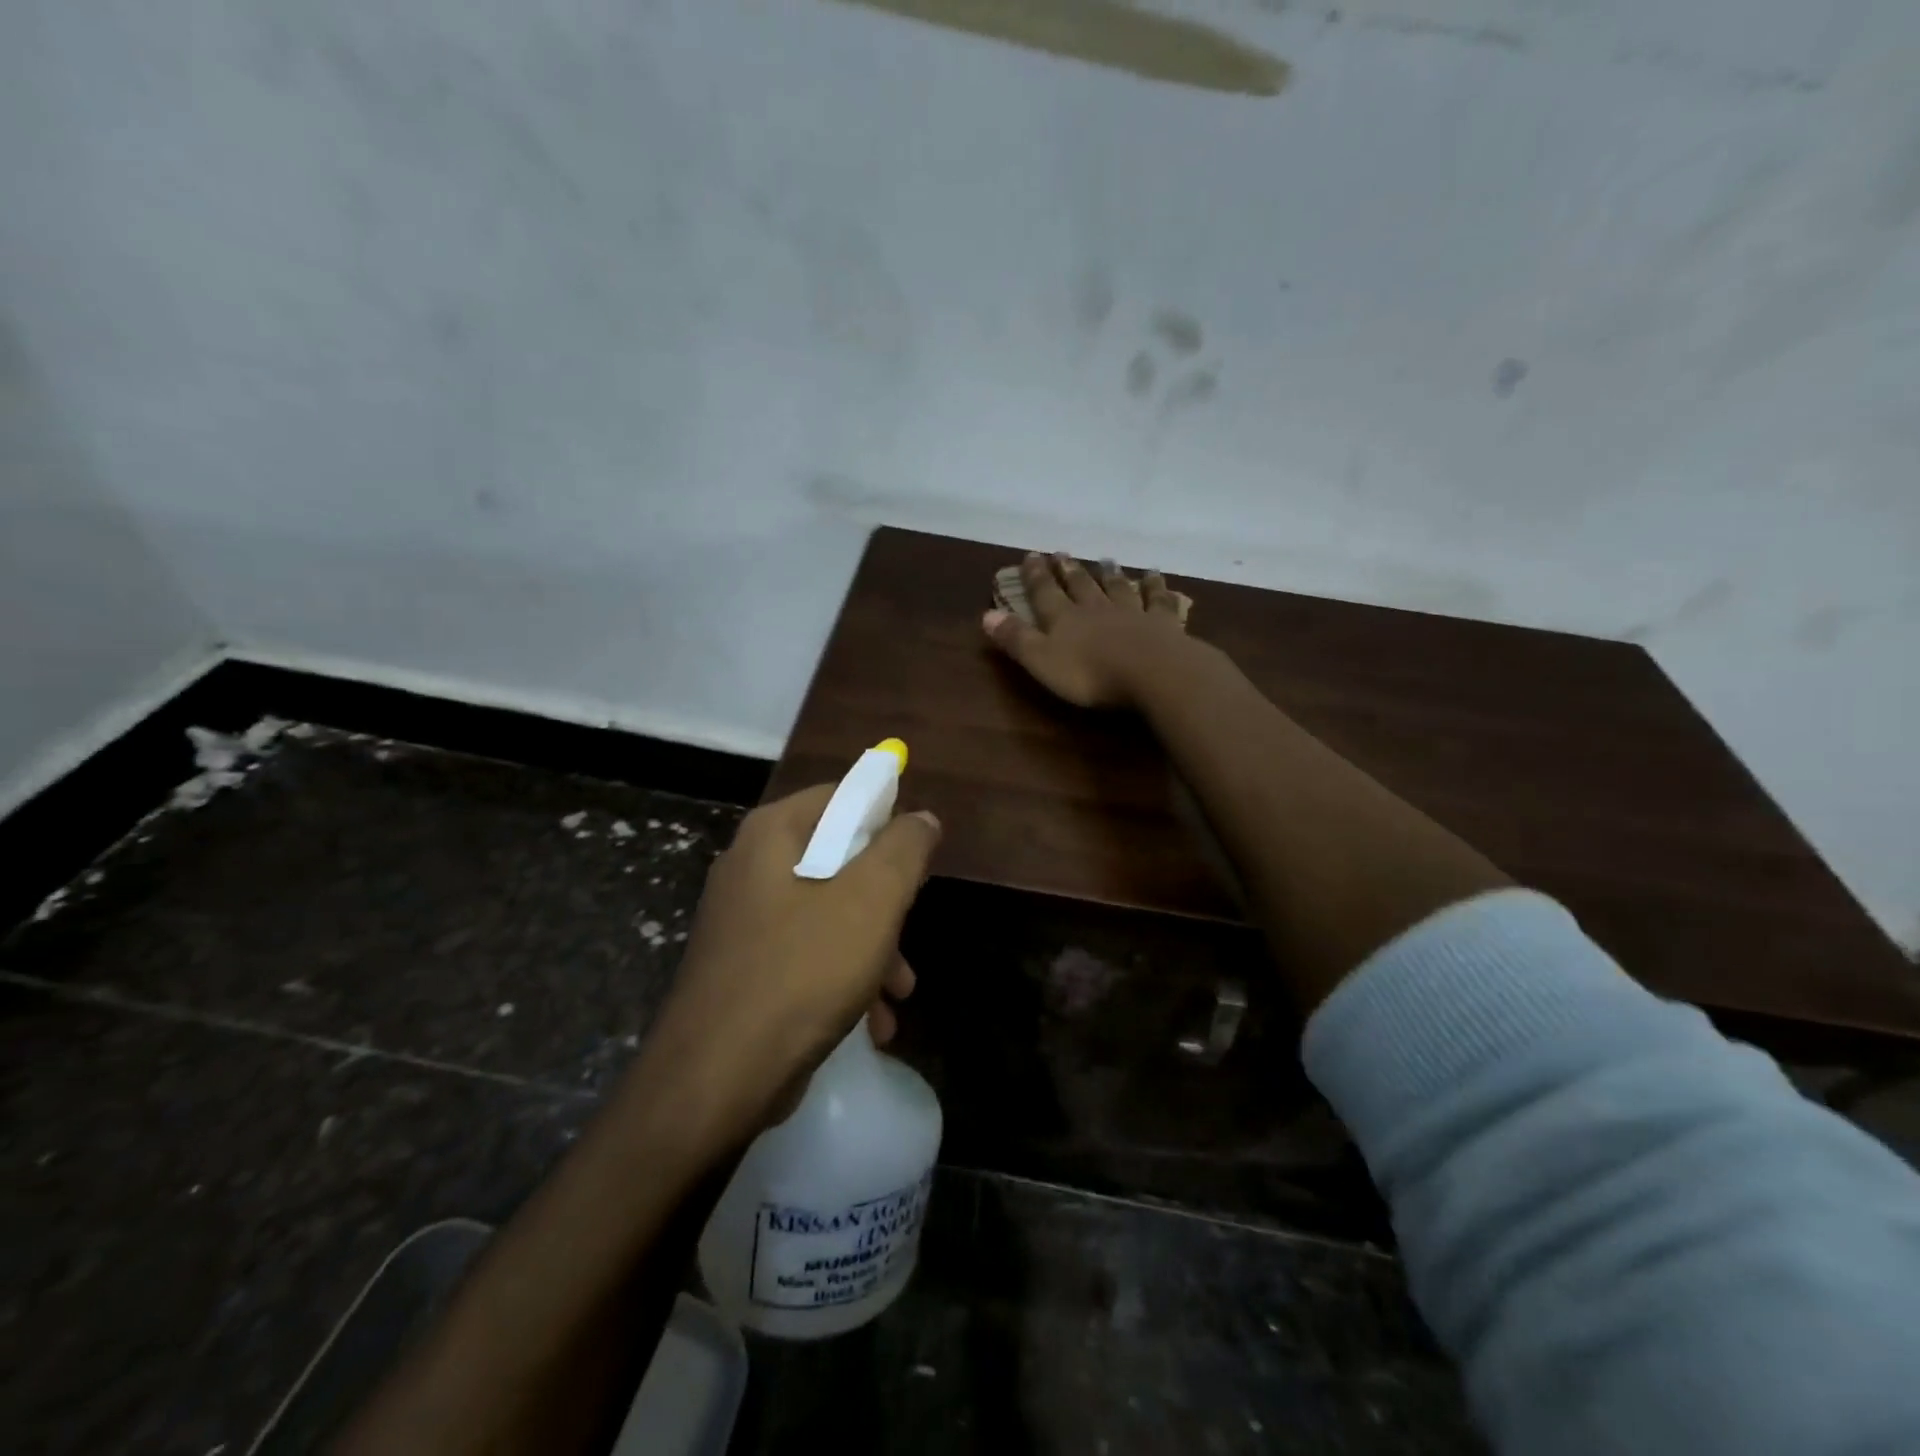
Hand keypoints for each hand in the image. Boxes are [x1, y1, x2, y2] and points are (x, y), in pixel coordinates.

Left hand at [637, 786, 940, 1143]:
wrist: (715, 1080)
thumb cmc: (801, 971)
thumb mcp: (871, 900)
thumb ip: (904, 848)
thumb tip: (920, 818)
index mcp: (773, 834)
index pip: (842, 797)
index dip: (888, 820)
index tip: (917, 860)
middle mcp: (752, 867)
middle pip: (840, 859)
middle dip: (886, 903)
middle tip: (909, 934)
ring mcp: (744, 920)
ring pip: (829, 913)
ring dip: (873, 949)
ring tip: (899, 994)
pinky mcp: (745, 967)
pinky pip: (808, 954)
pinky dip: (844, 978)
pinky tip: (873, 1024)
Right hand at [983, 551, 1192, 708]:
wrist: (1152, 672)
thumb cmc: (1090, 674)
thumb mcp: (1042, 661)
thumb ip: (1016, 638)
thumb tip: (986, 614)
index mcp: (1064, 619)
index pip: (1045, 593)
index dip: (1035, 576)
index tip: (1031, 556)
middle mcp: (1096, 609)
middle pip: (1080, 586)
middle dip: (1068, 571)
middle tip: (1062, 554)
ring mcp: (1131, 613)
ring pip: (1117, 588)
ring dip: (1109, 574)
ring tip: (1105, 560)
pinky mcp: (1162, 624)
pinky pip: (1157, 600)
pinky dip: (1155, 586)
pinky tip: (1154, 574)